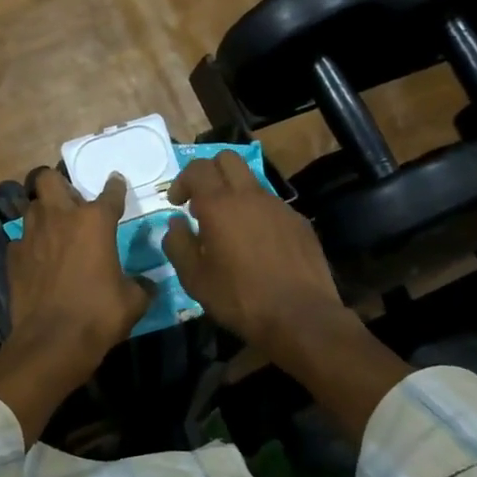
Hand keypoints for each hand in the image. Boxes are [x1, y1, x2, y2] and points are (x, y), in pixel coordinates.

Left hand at [0, 169, 148, 442]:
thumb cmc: (99, 315)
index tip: (115, 183)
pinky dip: (30, 245)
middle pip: (49, 179)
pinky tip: (38, 259)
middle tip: (72, 203)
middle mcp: (60, 217)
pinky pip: (21, 239)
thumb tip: (146, 284)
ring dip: (43, 212)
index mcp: (94, 221)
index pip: (109, 192)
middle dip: (60, 185)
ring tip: (54, 229)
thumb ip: (140, 285)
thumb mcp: (133, 301)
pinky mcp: (13, 256)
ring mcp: (31, 235)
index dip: (115, 187)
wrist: (52, 342)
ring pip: (31, 206)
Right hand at [163, 151, 408, 436]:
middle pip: (227, 159)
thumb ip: (178, 244)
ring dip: (234, 193)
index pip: (197, 168)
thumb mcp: (195, 279)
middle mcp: (250, 196)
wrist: (301, 317)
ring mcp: (279, 206)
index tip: (177, 204)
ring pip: (251, 181)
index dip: (182, 180)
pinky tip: (256, 244)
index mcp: (220, 205)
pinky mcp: (299, 222)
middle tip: (200, 202)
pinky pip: (271, 205)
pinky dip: (256, 213)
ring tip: (228, 227)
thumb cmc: (239, 299)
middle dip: (209, 172)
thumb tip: (175, 223)